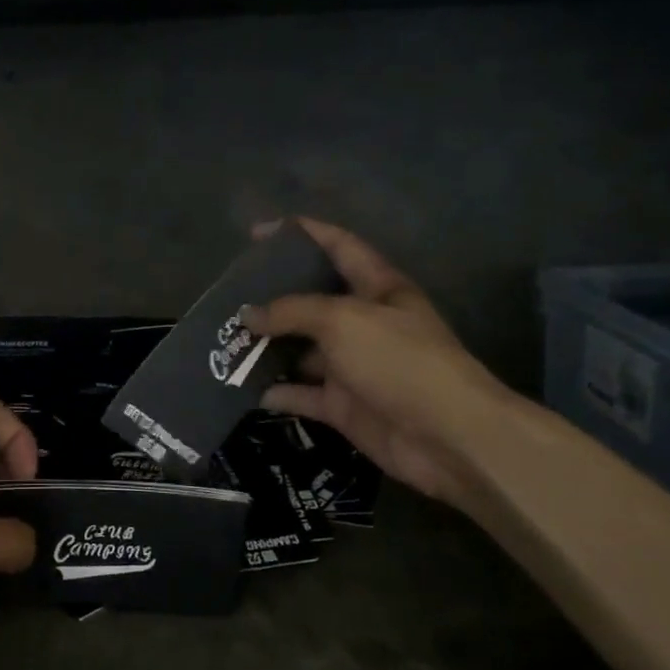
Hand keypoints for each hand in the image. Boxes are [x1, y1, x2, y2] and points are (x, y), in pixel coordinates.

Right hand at [244, 218, 520, 511]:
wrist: (445, 436)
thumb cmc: (398, 361)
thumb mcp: (343, 320)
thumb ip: (291, 311)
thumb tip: (247, 315)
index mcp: (377, 287)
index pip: (338, 246)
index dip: (302, 232)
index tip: (257, 233)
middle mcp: (364, 322)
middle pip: (313, 300)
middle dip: (273, 296)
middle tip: (228, 295)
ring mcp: (354, 366)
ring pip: (302, 350)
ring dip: (267, 347)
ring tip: (224, 341)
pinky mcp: (344, 406)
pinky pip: (303, 394)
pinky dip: (277, 392)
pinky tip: (243, 388)